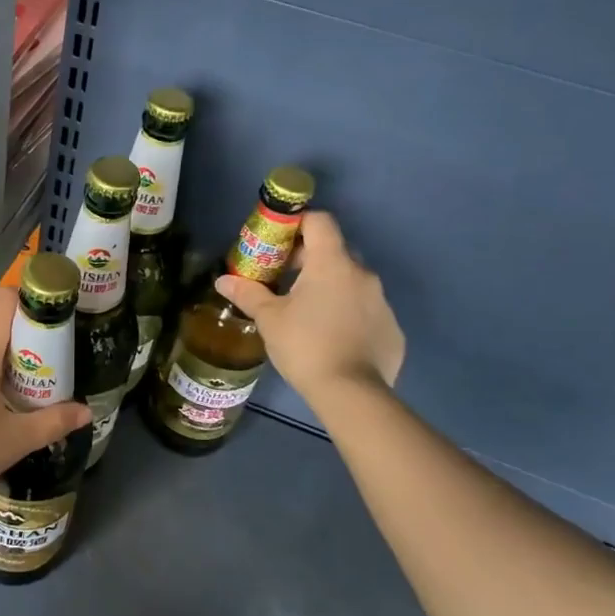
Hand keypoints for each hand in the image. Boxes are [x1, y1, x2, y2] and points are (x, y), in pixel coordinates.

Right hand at [215, 209, 404, 410]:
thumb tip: (222, 281)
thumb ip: (248, 294)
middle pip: (336, 251)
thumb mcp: (269, 319)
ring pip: (352, 282)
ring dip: (330, 288)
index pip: (320, 221)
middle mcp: (362, 274)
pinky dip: (348, 316)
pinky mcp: (392, 329)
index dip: (298, 223)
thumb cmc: (305, 345)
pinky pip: (366, 311)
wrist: (352, 393)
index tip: (279, 240)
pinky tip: (332, 339)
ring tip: (307, 313)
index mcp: (332, 264)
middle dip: (311, 259)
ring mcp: (381, 302)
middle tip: (285, 280)